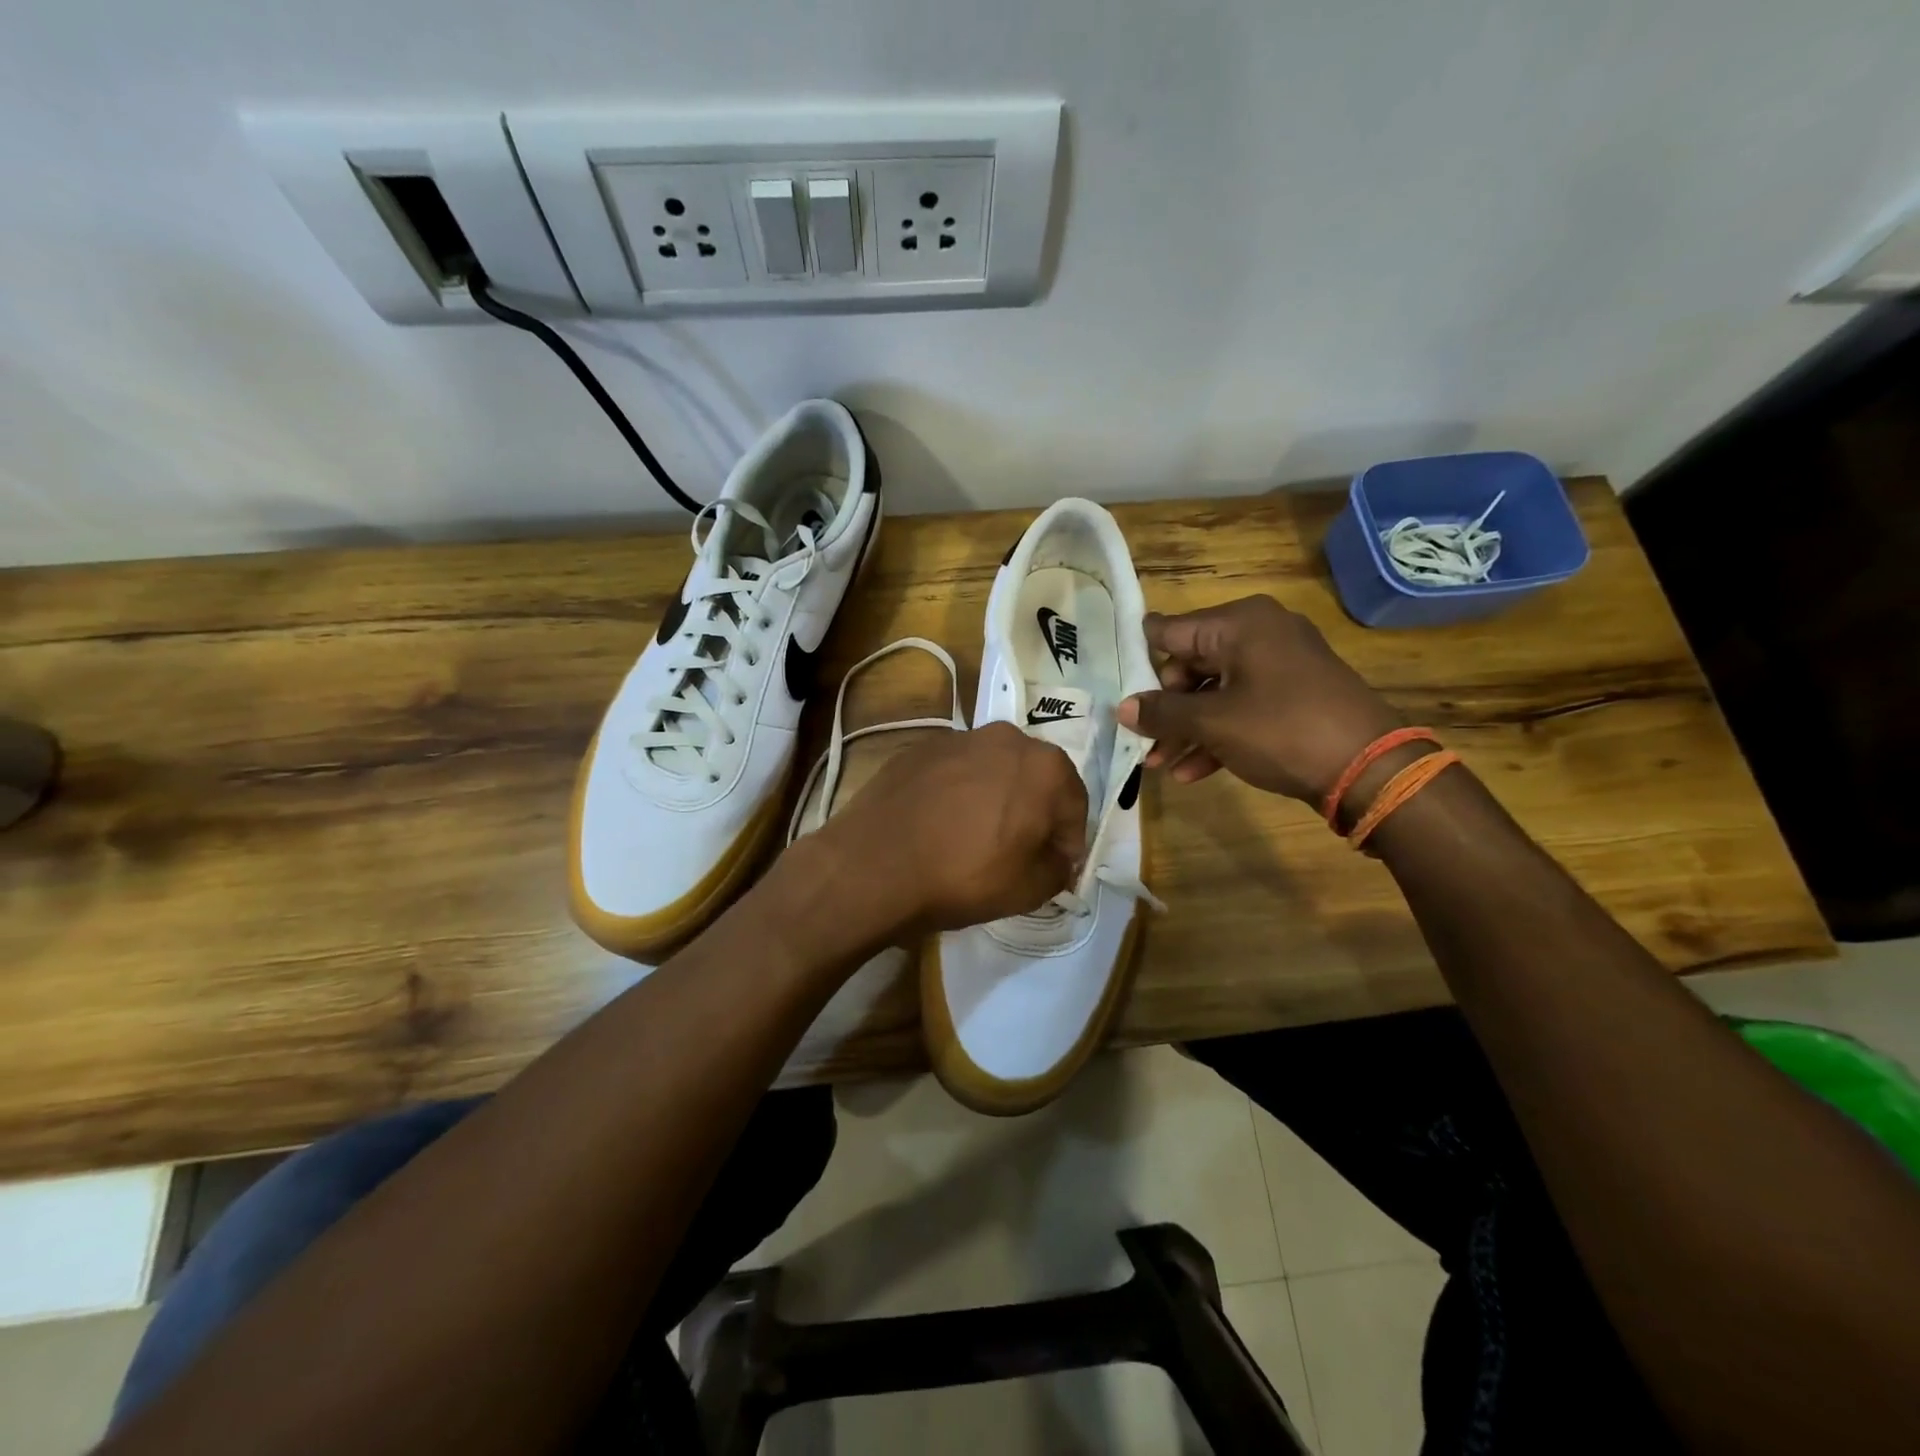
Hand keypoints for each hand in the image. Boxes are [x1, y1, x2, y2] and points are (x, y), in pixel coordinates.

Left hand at [819, 722, 1088, 932]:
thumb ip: (1058, 869)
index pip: (1075, 807)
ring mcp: (958, 738)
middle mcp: (1006, 738)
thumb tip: (1057, 858)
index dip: (1068, 842)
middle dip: (1033, 812)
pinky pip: (954, 770)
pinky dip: (957, 791)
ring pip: (993, 769)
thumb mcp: (1029, 890)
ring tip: (973, 835)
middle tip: (1017, 850)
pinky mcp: (919, 747)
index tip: (1054, 868)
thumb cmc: (964, 876)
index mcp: (1044, 767)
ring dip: (994, 797)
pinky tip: (939, 823)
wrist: (874, 865)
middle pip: (1034, 779)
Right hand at [1117, 596, 1401, 803]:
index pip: (1170, 632)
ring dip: (1187, 729)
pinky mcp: (1294, 697)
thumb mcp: (1213, 722)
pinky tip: (1193, 772)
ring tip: (1160, 766)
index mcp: (1240, 623)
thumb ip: (1162, 712)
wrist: (1371, 769)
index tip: (1114, 689)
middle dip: (1165, 708)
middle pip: (1191, 665)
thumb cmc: (1282, 730)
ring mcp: (1280, 666)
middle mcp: (1260, 634)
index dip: (1140, 662)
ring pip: (1215, 692)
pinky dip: (1218, 735)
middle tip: (1144, 742)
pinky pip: (1242, 708)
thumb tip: (1122, 708)